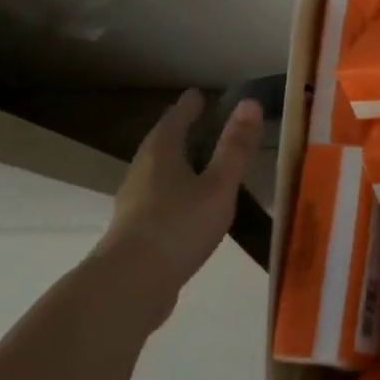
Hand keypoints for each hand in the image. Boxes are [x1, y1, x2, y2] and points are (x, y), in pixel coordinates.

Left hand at [88, 90, 263, 326]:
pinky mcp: (134, 232)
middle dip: (179, 132)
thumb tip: (250, 103)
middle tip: (198, 123)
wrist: (130, 284)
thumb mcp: (218, 185)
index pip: (175, 120)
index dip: (189, 107)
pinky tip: (187, 207)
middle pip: (161, 144)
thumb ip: (235, 148)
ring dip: (176, 163)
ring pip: (157, 173)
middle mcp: (142, 173)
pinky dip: (174, 192)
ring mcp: (134, 204)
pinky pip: (157, 199)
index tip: (199, 94)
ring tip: (197, 163)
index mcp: (161, 155)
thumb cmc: (178, 226)